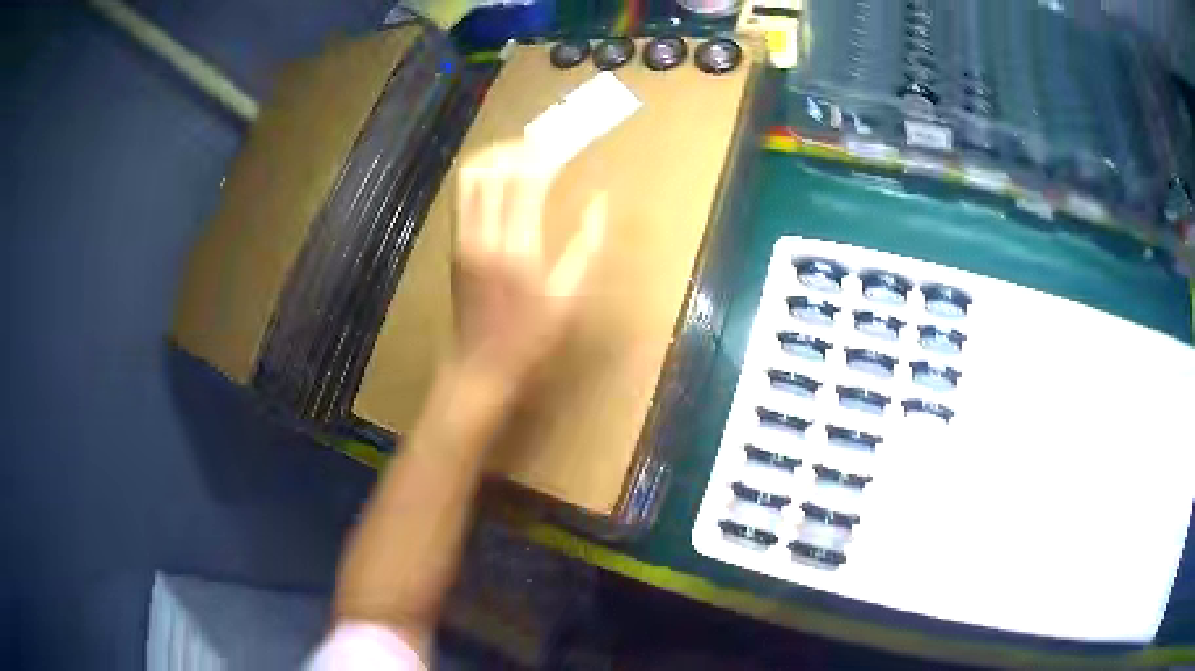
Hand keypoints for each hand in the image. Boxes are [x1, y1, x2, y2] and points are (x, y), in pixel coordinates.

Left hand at [452, 141, 605, 385]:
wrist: (478, 365)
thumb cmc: (530, 338)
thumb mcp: (569, 298)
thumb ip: (587, 246)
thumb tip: (600, 201)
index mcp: (519, 249)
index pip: (528, 180)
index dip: (547, 155)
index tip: (566, 144)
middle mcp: (485, 235)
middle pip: (496, 169)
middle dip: (522, 147)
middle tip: (546, 142)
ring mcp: (464, 237)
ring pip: (472, 175)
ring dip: (497, 155)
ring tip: (522, 152)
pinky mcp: (455, 242)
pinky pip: (463, 194)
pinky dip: (481, 173)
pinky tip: (501, 175)